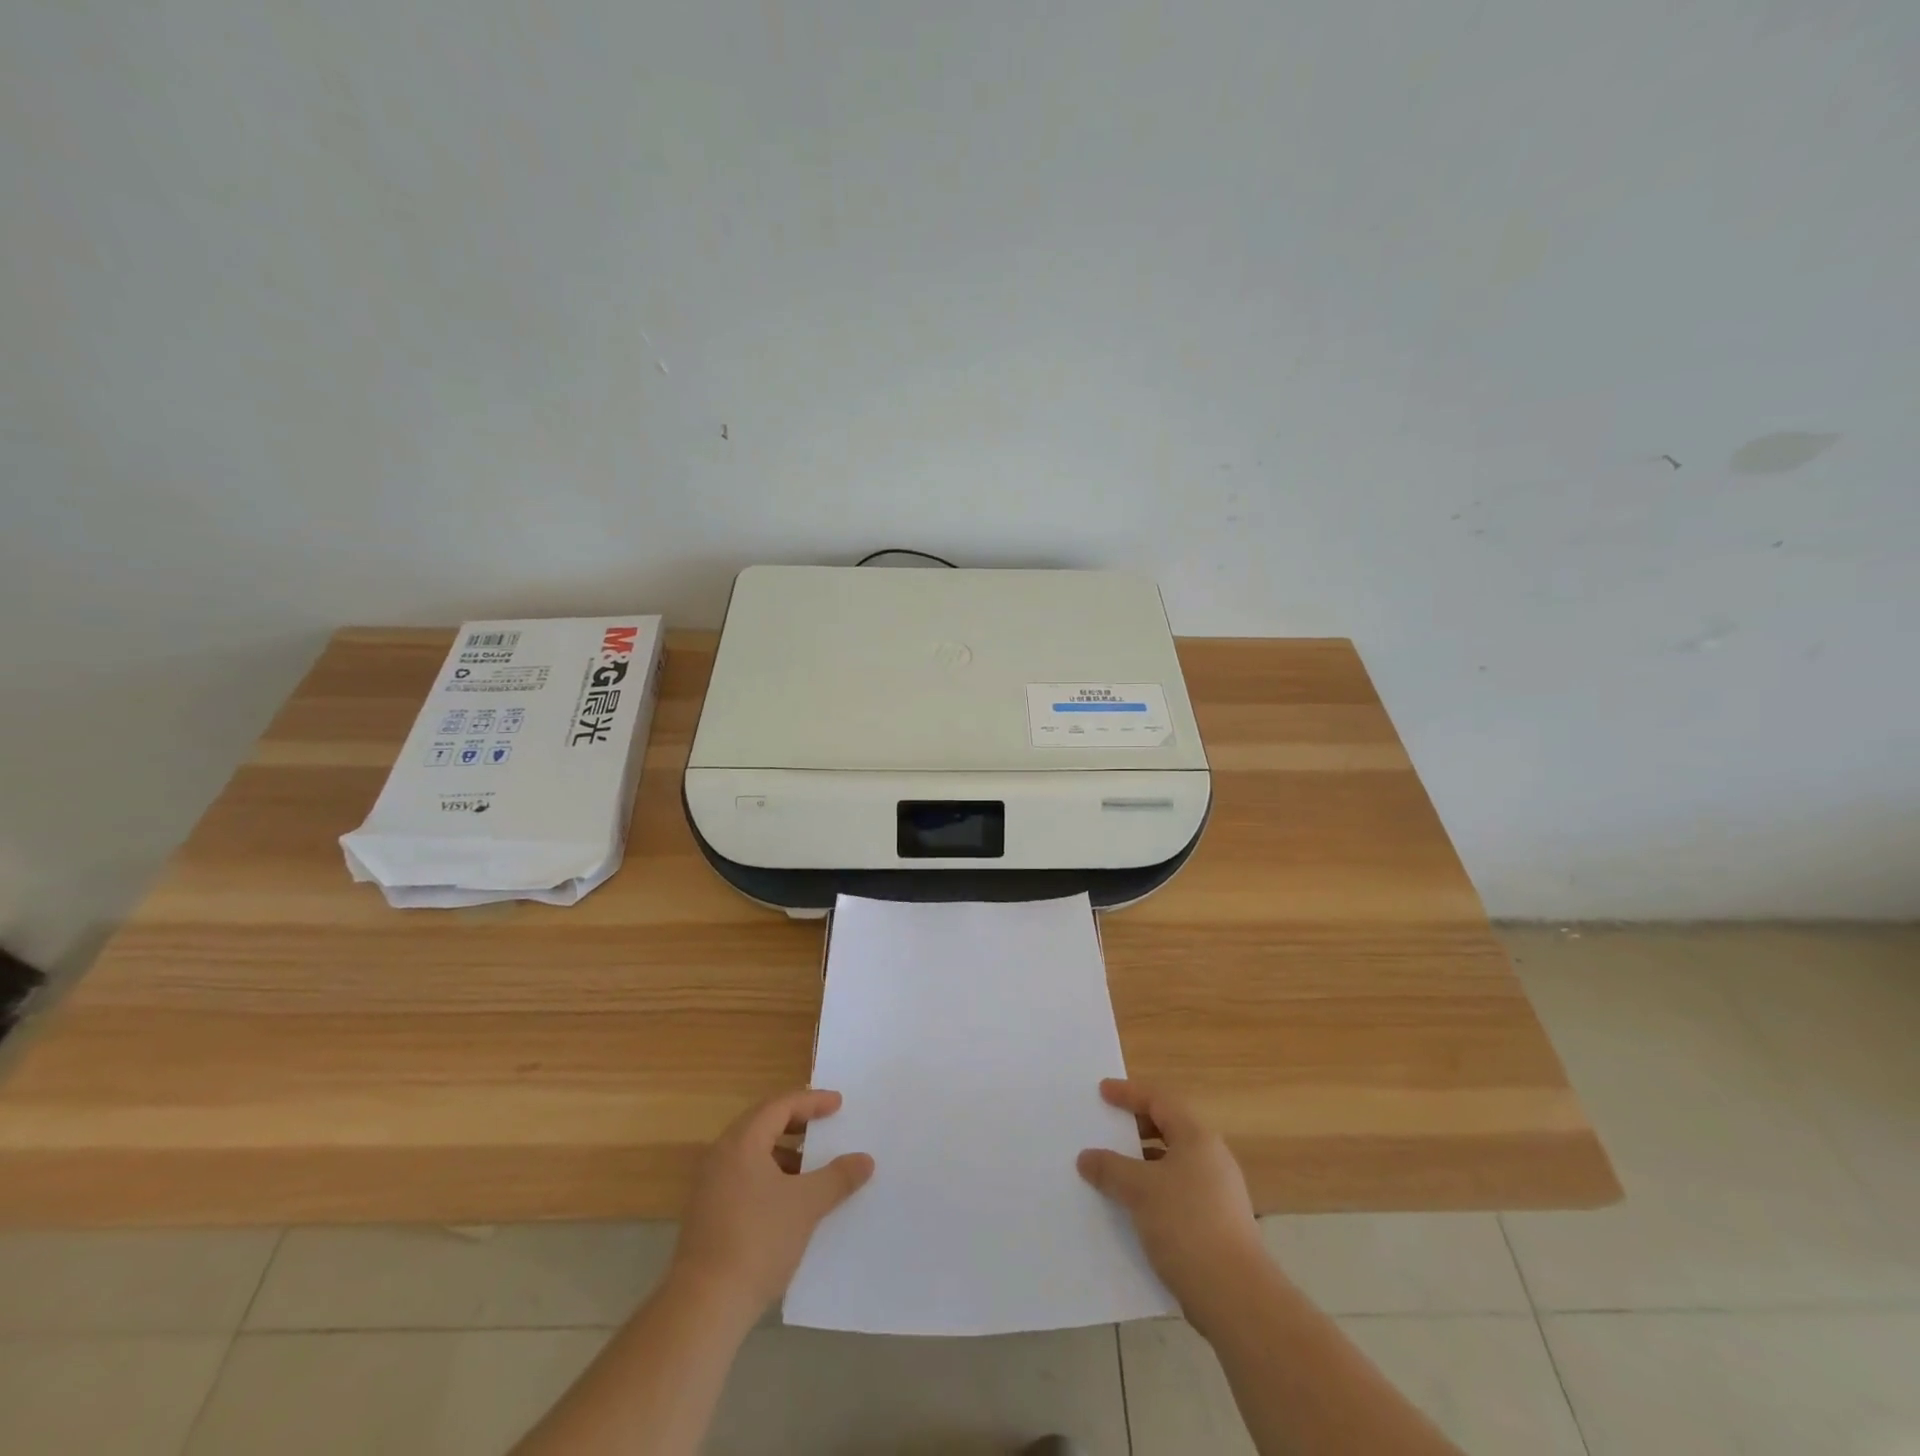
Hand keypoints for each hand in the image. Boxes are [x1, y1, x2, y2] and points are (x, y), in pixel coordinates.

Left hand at [669, 1088, 874, 1320]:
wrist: (704, 1306)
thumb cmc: (758, 1241)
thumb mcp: (806, 1205)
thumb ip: (838, 1177)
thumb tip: (865, 1160)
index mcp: (742, 1142)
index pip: (780, 1106)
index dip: (812, 1101)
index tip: (838, 1104)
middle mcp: (721, 1155)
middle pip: (763, 1123)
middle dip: (797, 1122)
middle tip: (825, 1125)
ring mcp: (710, 1185)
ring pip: (753, 1152)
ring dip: (784, 1152)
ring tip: (811, 1166)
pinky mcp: (707, 1212)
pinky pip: (744, 1176)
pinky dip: (770, 1175)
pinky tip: (788, 1199)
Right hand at [1077, 1079, 1263, 1321]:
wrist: (1236, 1297)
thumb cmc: (1186, 1225)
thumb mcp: (1140, 1190)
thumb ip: (1110, 1168)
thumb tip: (1086, 1157)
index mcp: (1197, 1138)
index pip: (1159, 1100)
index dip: (1129, 1093)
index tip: (1102, 1092)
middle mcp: (1211, 1159)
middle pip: (1168, 1129)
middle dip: (1135, 1128)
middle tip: (1106, 1129)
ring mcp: (1216, 1193)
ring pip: (1171, 1165)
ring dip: (1141, 1164)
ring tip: (1111, 1171)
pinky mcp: (1215, 1225)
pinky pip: (1176, 1193)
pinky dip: (1152, 1192)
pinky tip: (1131, 1210)